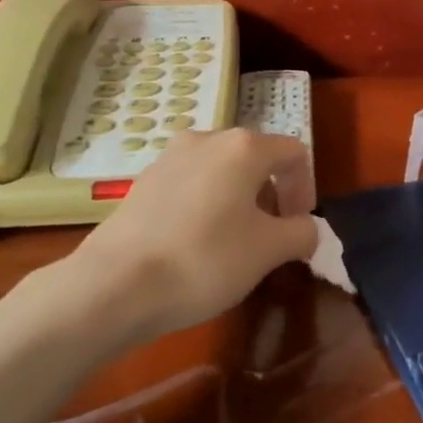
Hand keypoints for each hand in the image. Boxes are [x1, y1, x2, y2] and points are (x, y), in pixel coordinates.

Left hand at [69, 128, 318, 339]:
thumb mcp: (269, 251)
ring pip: (221, 172)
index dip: (306, 190)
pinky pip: (191, 185)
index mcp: (243, 147)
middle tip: (271, 237)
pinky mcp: (143, 181)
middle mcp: (206, 138)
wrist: (116, 284)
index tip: (299, 228)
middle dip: (272, 196)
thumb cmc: (205, 260)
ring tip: (234, 243)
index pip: (294, 154)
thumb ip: (302, 232)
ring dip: (239, 201)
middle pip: (256, 159)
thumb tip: (305, 228)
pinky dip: (206, 206)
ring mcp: (169, 157)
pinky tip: (196, 244)